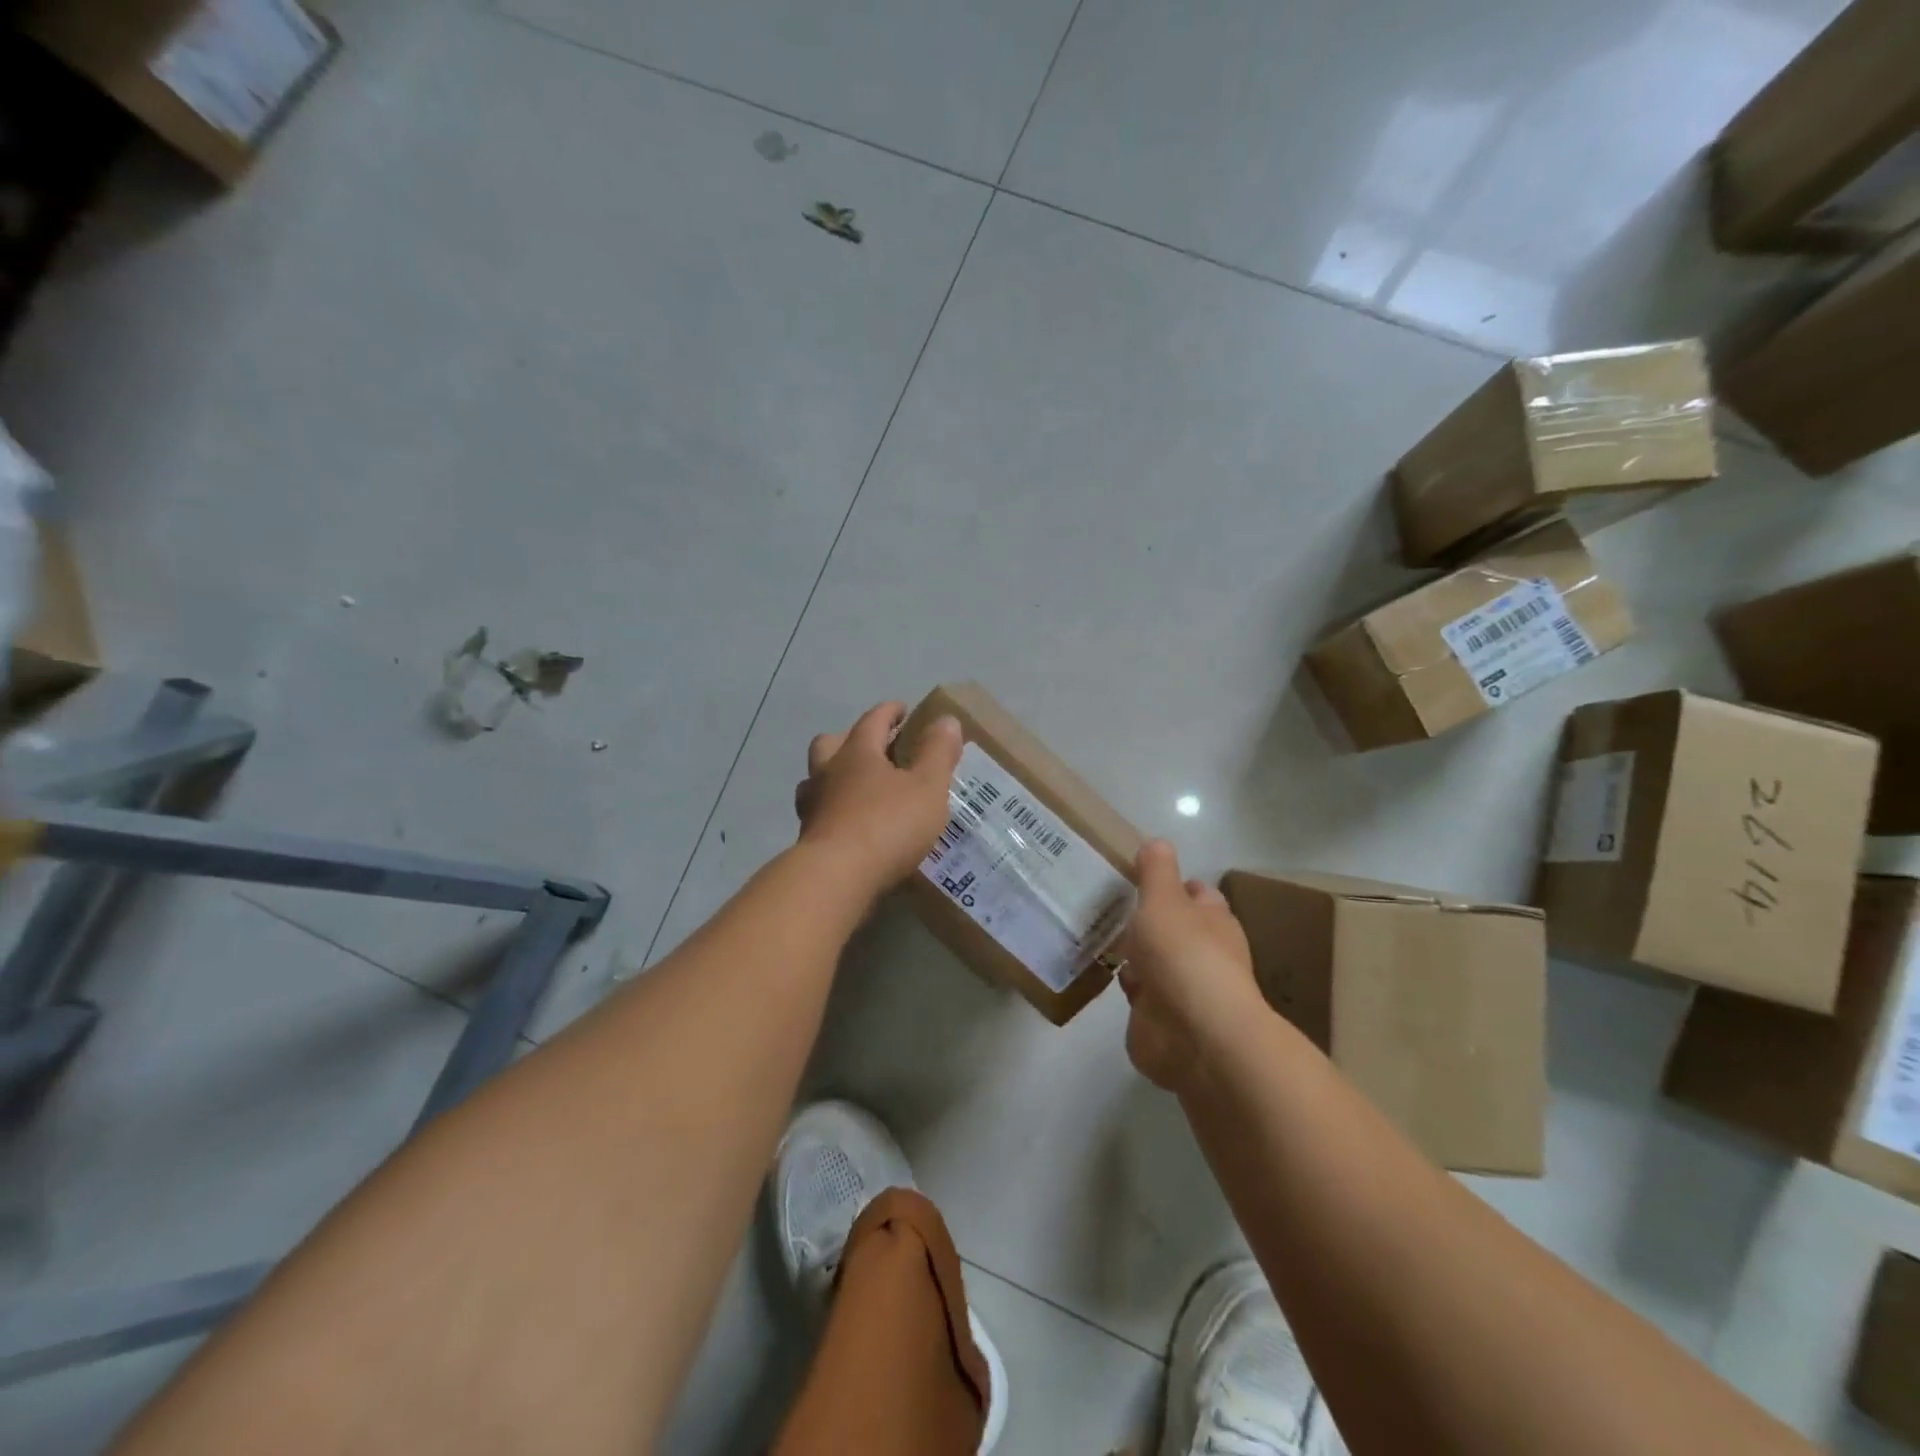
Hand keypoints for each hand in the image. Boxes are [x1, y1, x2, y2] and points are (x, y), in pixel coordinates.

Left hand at [794, 702, 963, 895]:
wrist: (835, 878)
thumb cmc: (887, 824)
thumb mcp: (927, 787)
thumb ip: (937, 753)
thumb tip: (946, 720)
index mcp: (857, 752)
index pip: (872, 720)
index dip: (889, 712)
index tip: (902, 710)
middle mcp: (828, 772)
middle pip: (830, 743)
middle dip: (850, 739)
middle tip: (873, 748)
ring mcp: (812, 806)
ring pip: (816, 779)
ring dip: (834, 777)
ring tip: (858, 789)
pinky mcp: (807, 839)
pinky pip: (819, 814)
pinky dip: (833, 812)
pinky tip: (850, 826)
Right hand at [1118, 840, 1267, 1093]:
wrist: (1193, 1035)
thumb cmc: (1183, 954)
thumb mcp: (1164, 899)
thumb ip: (1156, 871)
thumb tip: (1157, 842)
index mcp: (1212, 921)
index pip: (1195, 893)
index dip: (1173, 883)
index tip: (1138, 873)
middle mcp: (1201, 953)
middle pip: (1172, 929)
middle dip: (1146, 920)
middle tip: (1105, 902)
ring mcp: (1181, 990)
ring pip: (1153, 963)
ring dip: (1134, 956)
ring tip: (1095, 933)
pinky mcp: (1159, 1021)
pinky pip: (1139, 997)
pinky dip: (1126, 988)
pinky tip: (1100, 973)